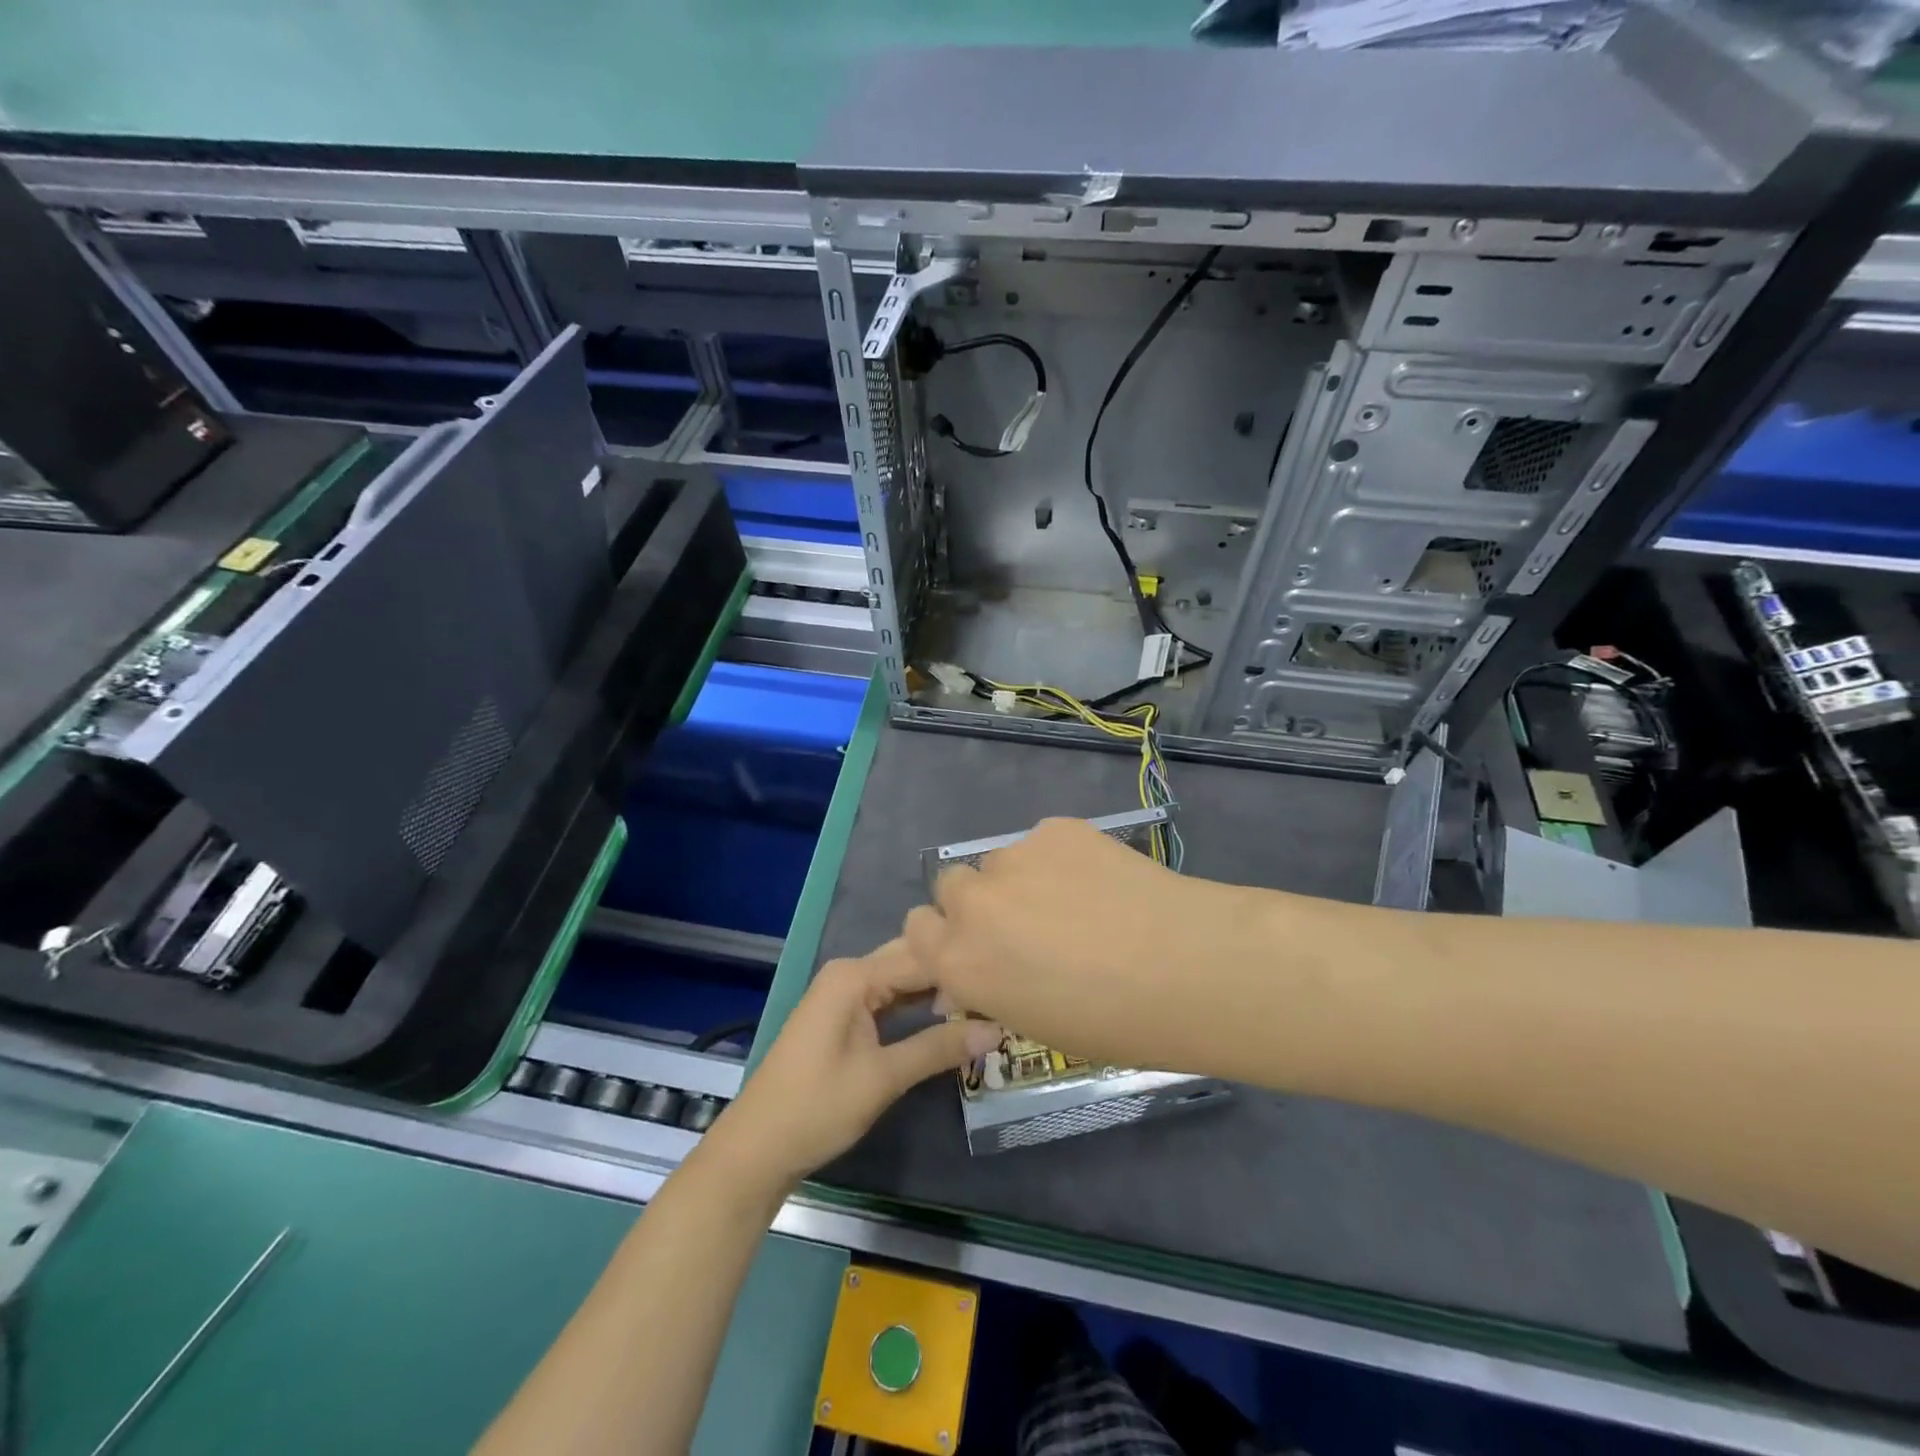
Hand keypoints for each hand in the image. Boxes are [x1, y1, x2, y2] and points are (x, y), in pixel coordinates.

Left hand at [705, 945, 1002, 1192]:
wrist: (757, 1149)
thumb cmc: (816, 1108)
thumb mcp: (883, 1078)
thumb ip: (938, 1048)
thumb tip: (997, 1030)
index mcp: (854, 975)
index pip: (921, 957)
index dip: (962, 968)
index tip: (1007, 981)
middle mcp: (849, 973)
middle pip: (911, 961)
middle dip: (952, 974)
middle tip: (1001, 990)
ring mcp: (844, 994)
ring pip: (902, 981)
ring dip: (937, 992)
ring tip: (987, 1001)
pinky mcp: (844, 1016)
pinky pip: (889, 999)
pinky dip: (917, 1008)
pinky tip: (948, 1017)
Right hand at [904, 816, 1245, 1071]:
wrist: (1184, 966)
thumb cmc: (1110, 1022)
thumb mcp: (1031, 1022)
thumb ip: (988, 990)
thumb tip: (970, 975)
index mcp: (959, 960)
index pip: (916, 930)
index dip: (941, 937)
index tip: (970, 947)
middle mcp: (972, 903)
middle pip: (950, 886)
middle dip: (974, 904)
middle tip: (1019, 923)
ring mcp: (1014, 858)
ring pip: (999, 862)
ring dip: (1019, 881)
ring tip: (1073, 902)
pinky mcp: (1055, 829)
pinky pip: (1042, 843)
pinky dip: (1059, 860)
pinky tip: (1100, 882)